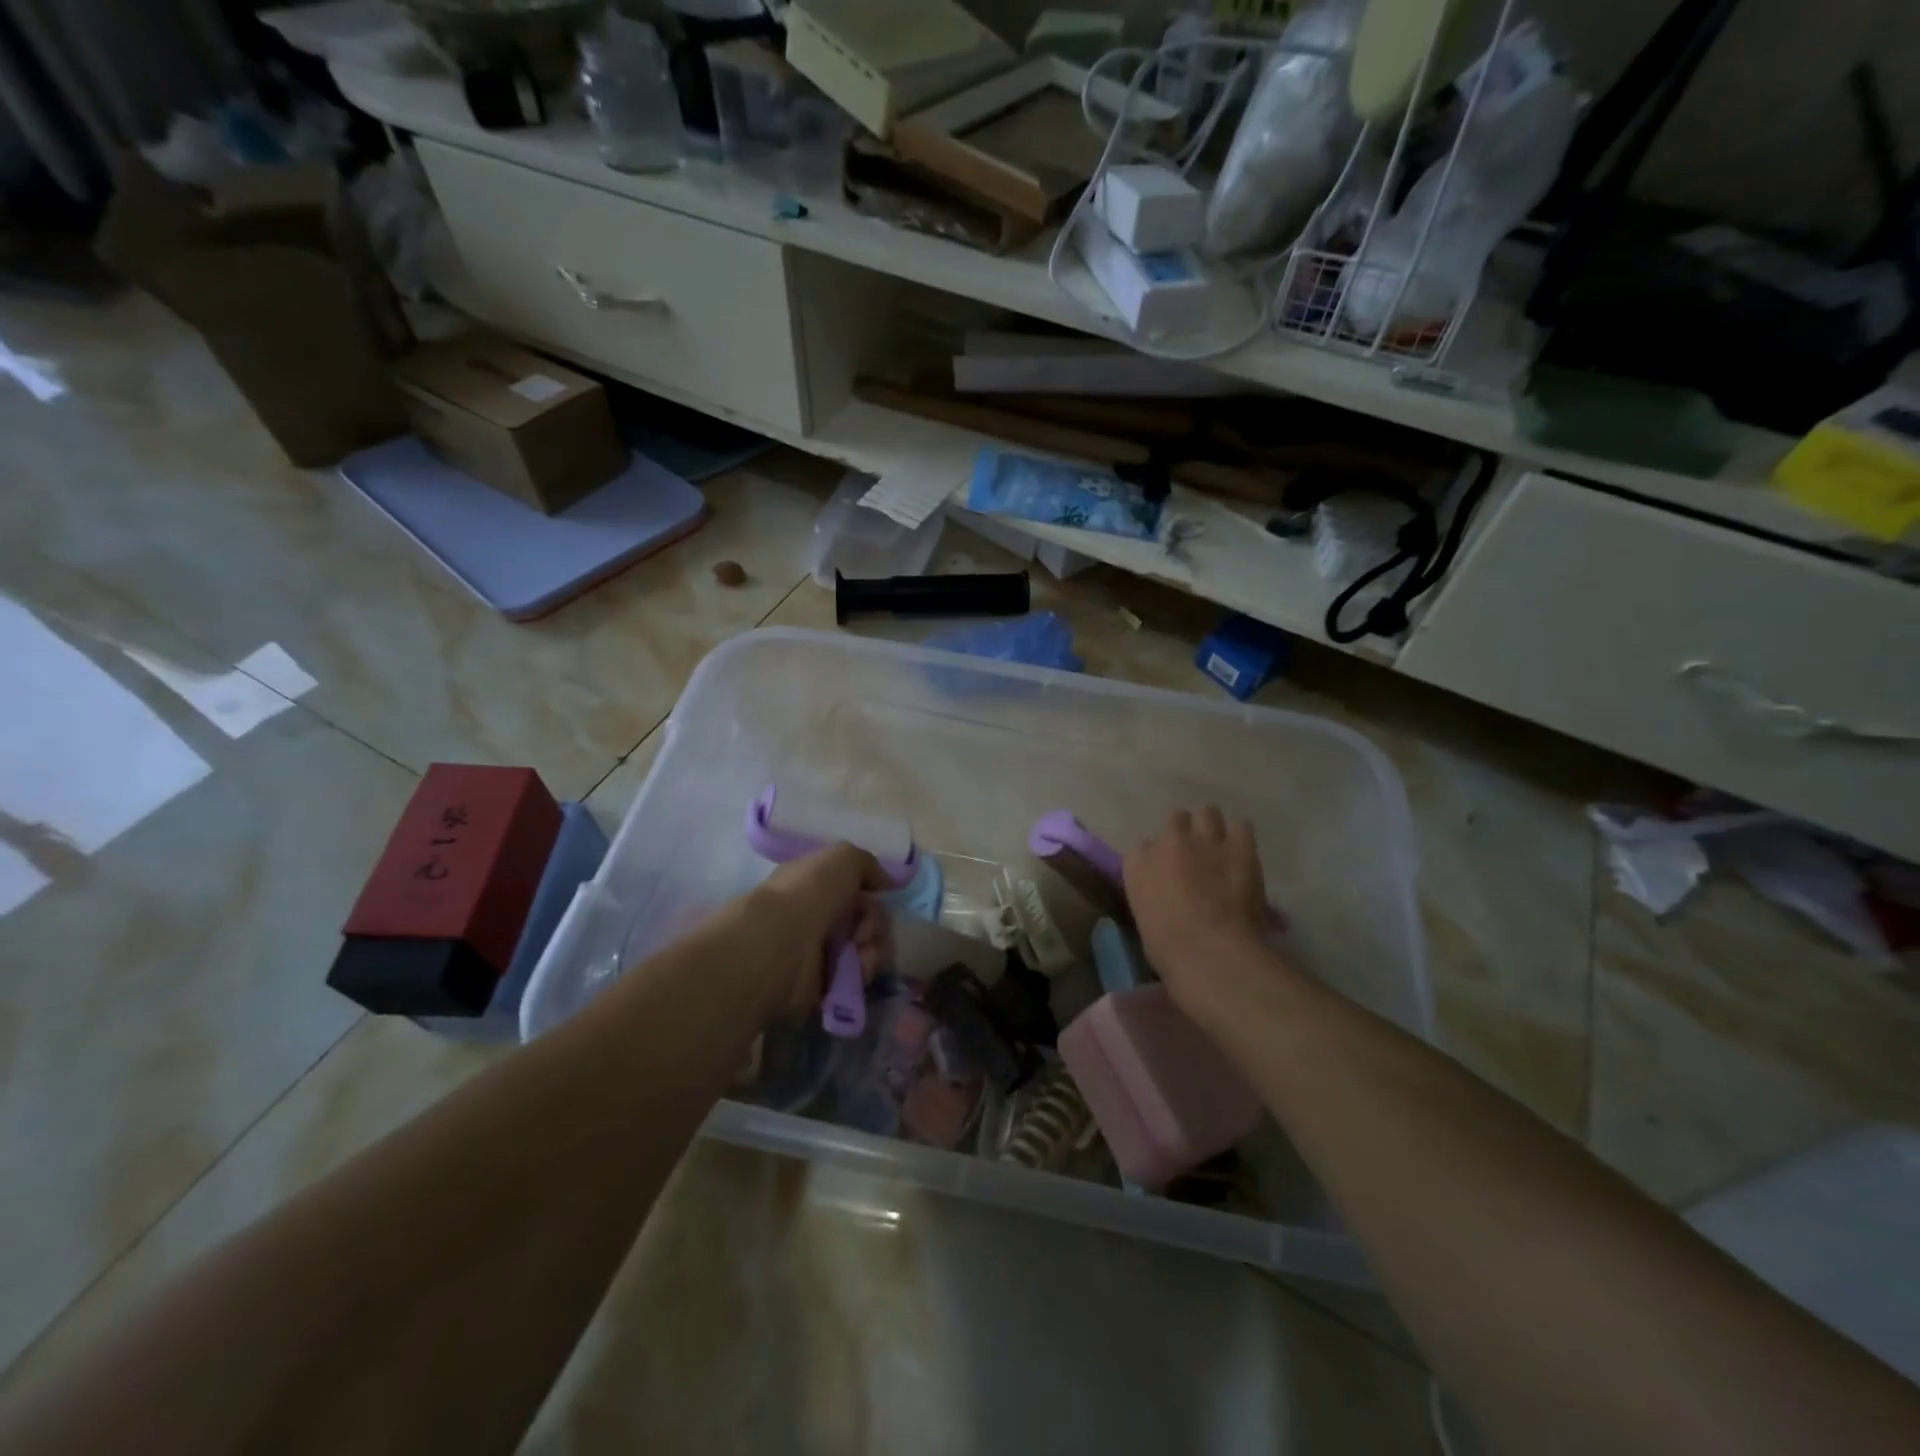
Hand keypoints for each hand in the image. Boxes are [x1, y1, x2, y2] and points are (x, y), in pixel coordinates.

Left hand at [732, 844, 893, 1024]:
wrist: (779, 944)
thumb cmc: (809, 892)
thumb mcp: (843, 857)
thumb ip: (868, 864)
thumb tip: (886, 882)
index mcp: (816, 887)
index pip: (857, 890)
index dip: (872, 892)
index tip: (878, 894)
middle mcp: (819, 918)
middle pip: (868, 920)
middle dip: (876, 923)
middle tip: (864, 930)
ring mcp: (822, 954)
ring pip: (870, 949)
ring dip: (875, 948)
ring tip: (862, 952)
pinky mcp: (828, 986)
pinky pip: (862, 977)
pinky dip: (865, 971)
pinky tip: (858, 969)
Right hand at [1123, 807, 1281, 1023]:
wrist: (1209, 951)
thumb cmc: (1168, 948)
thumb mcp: (1145, 918)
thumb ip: (1152, 894)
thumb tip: (1167, 892)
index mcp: (1136, 864)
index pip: (1143, 848)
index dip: (1157, 857)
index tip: (1166, 872)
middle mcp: (1167, 842)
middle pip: (1176, 819)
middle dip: (1185, 831)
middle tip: (1195, 854)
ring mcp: (1205, 840)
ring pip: (1208, 812)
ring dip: (1212, 826)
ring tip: (1221, 845)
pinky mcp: (1240, 846)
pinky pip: (1242, 826)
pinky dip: (1241, 836)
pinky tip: (1243, 852)